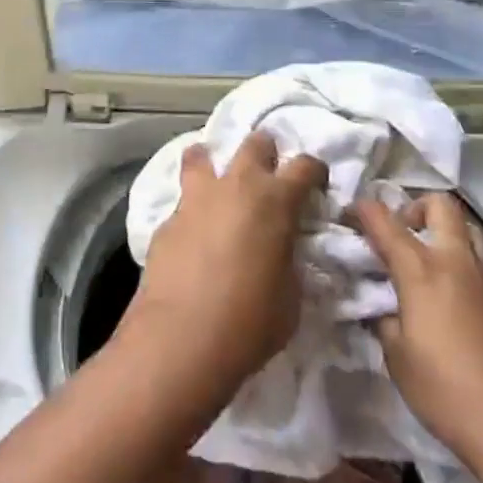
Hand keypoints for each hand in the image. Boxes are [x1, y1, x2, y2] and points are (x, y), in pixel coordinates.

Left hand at [126, 133, 326, 396]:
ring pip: (202, 154)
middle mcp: (236, 186)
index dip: (314, 171)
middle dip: (266, 153)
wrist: (181, 340)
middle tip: (268, 178)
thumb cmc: (249, 322)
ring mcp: (196, 199)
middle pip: (255, 143)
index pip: (305, 165)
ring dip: (214, 162)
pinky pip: (183, 199)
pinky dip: (192, 206)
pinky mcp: (166, 219)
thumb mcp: (291, 296)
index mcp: (275, 200)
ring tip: (219, 183)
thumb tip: (283, 252)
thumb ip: (291, 262)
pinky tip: (193, 232)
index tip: (316, 185)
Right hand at [356, 193, 482, 482]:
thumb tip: (381, 307)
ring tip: (425, 258)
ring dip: (444, 230)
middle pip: (440, 206)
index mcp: (422, 270)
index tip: (347, 214)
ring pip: (468, 228)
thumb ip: (384, 320)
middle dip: (414, 207)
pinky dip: (461, 260)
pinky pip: (481, 260)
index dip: (362, 210)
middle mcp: (456, 262)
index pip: (385, 221)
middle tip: (398, 233)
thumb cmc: (447, 392)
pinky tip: (448, 293)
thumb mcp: (398, 358)